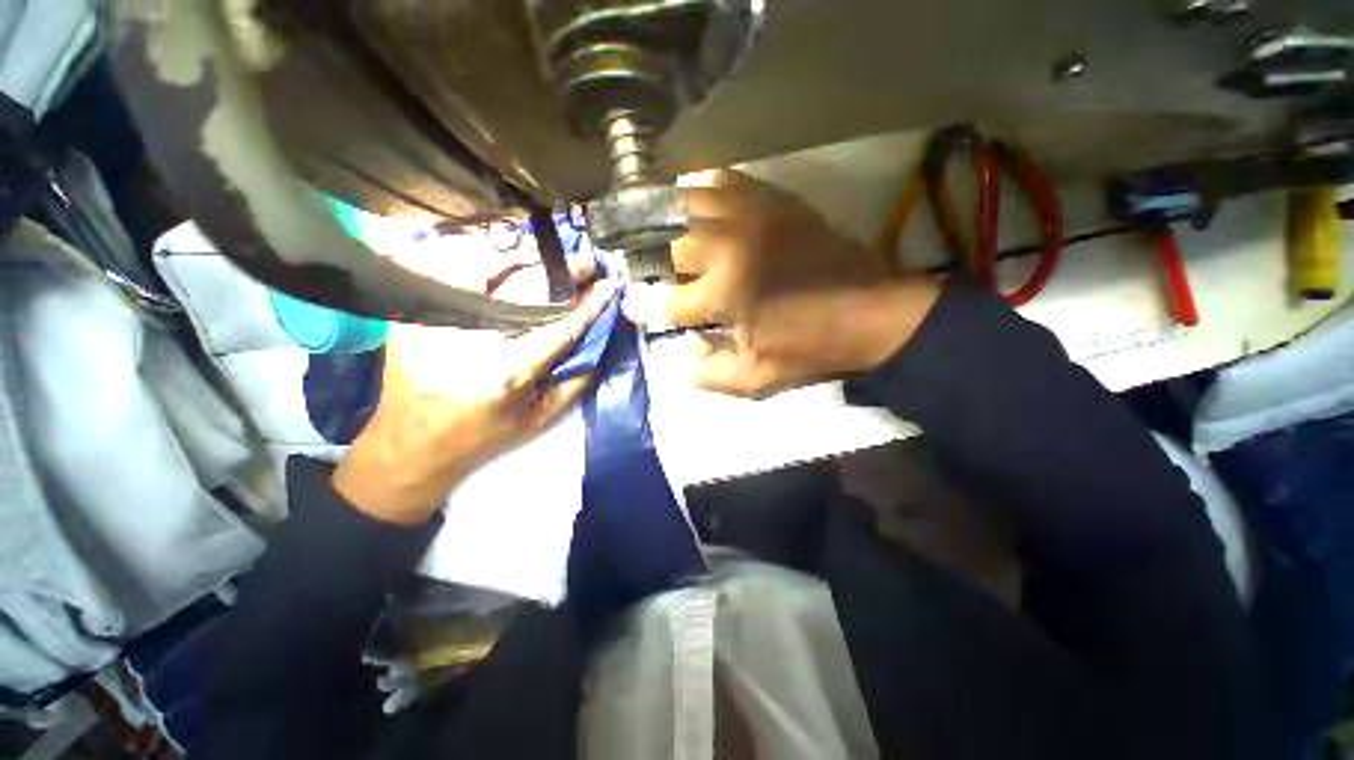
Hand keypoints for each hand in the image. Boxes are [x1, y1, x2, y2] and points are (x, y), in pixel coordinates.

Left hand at [332, 281, 615, 525]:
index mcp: (506, 374)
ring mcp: (435, 321)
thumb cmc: (483, 435)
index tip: (607, 287)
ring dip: (524, 257)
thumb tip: (597, 338)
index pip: (558, 327)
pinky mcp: (413, 312)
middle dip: (562, 273)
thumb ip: (575, 380)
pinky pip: (452, 269)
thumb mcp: (539, 419)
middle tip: (586, 261)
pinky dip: (482, 256)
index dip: (587, 305)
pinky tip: (506, 258)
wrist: (411, 443)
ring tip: (551, 256)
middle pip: (524, 291)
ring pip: (485, 268)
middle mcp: (469, 341)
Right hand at [641, 170, 940, 397]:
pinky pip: (725, 180)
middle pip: (669, 243)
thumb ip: (709, 374)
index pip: (665, 301)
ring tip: (657, 227)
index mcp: (724, 293)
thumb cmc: (812, 349)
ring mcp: (751, 215)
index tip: (634, 307)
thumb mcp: (757, 379)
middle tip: (646, 266)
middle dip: (650, 258)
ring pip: (689, 202)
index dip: (644, 307)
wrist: (873, 312)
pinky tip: (695, 200)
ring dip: (667, 217)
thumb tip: (680, 356)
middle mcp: (729, 246)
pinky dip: (702, 188)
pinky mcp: (774, 200)